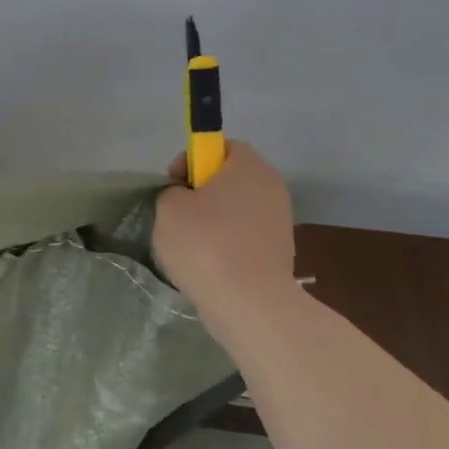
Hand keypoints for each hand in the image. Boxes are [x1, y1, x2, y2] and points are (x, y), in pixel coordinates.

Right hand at [153, 142, 296, 322]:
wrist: (249, 302)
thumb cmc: (205, 243)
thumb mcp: (168, 206)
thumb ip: (173, 191)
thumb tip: (186, 198)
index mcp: (249, 167)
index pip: (223, 145)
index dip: (194, 158)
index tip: (174, 182)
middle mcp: (272, 188)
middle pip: (231, 178)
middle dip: (202, 192)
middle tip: (176, 213)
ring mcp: (279, 222)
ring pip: (236, 209)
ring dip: (212, 220)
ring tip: (188, 244)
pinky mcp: (279, 253)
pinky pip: (244, 237)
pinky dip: (225, 245)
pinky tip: (206, 264)